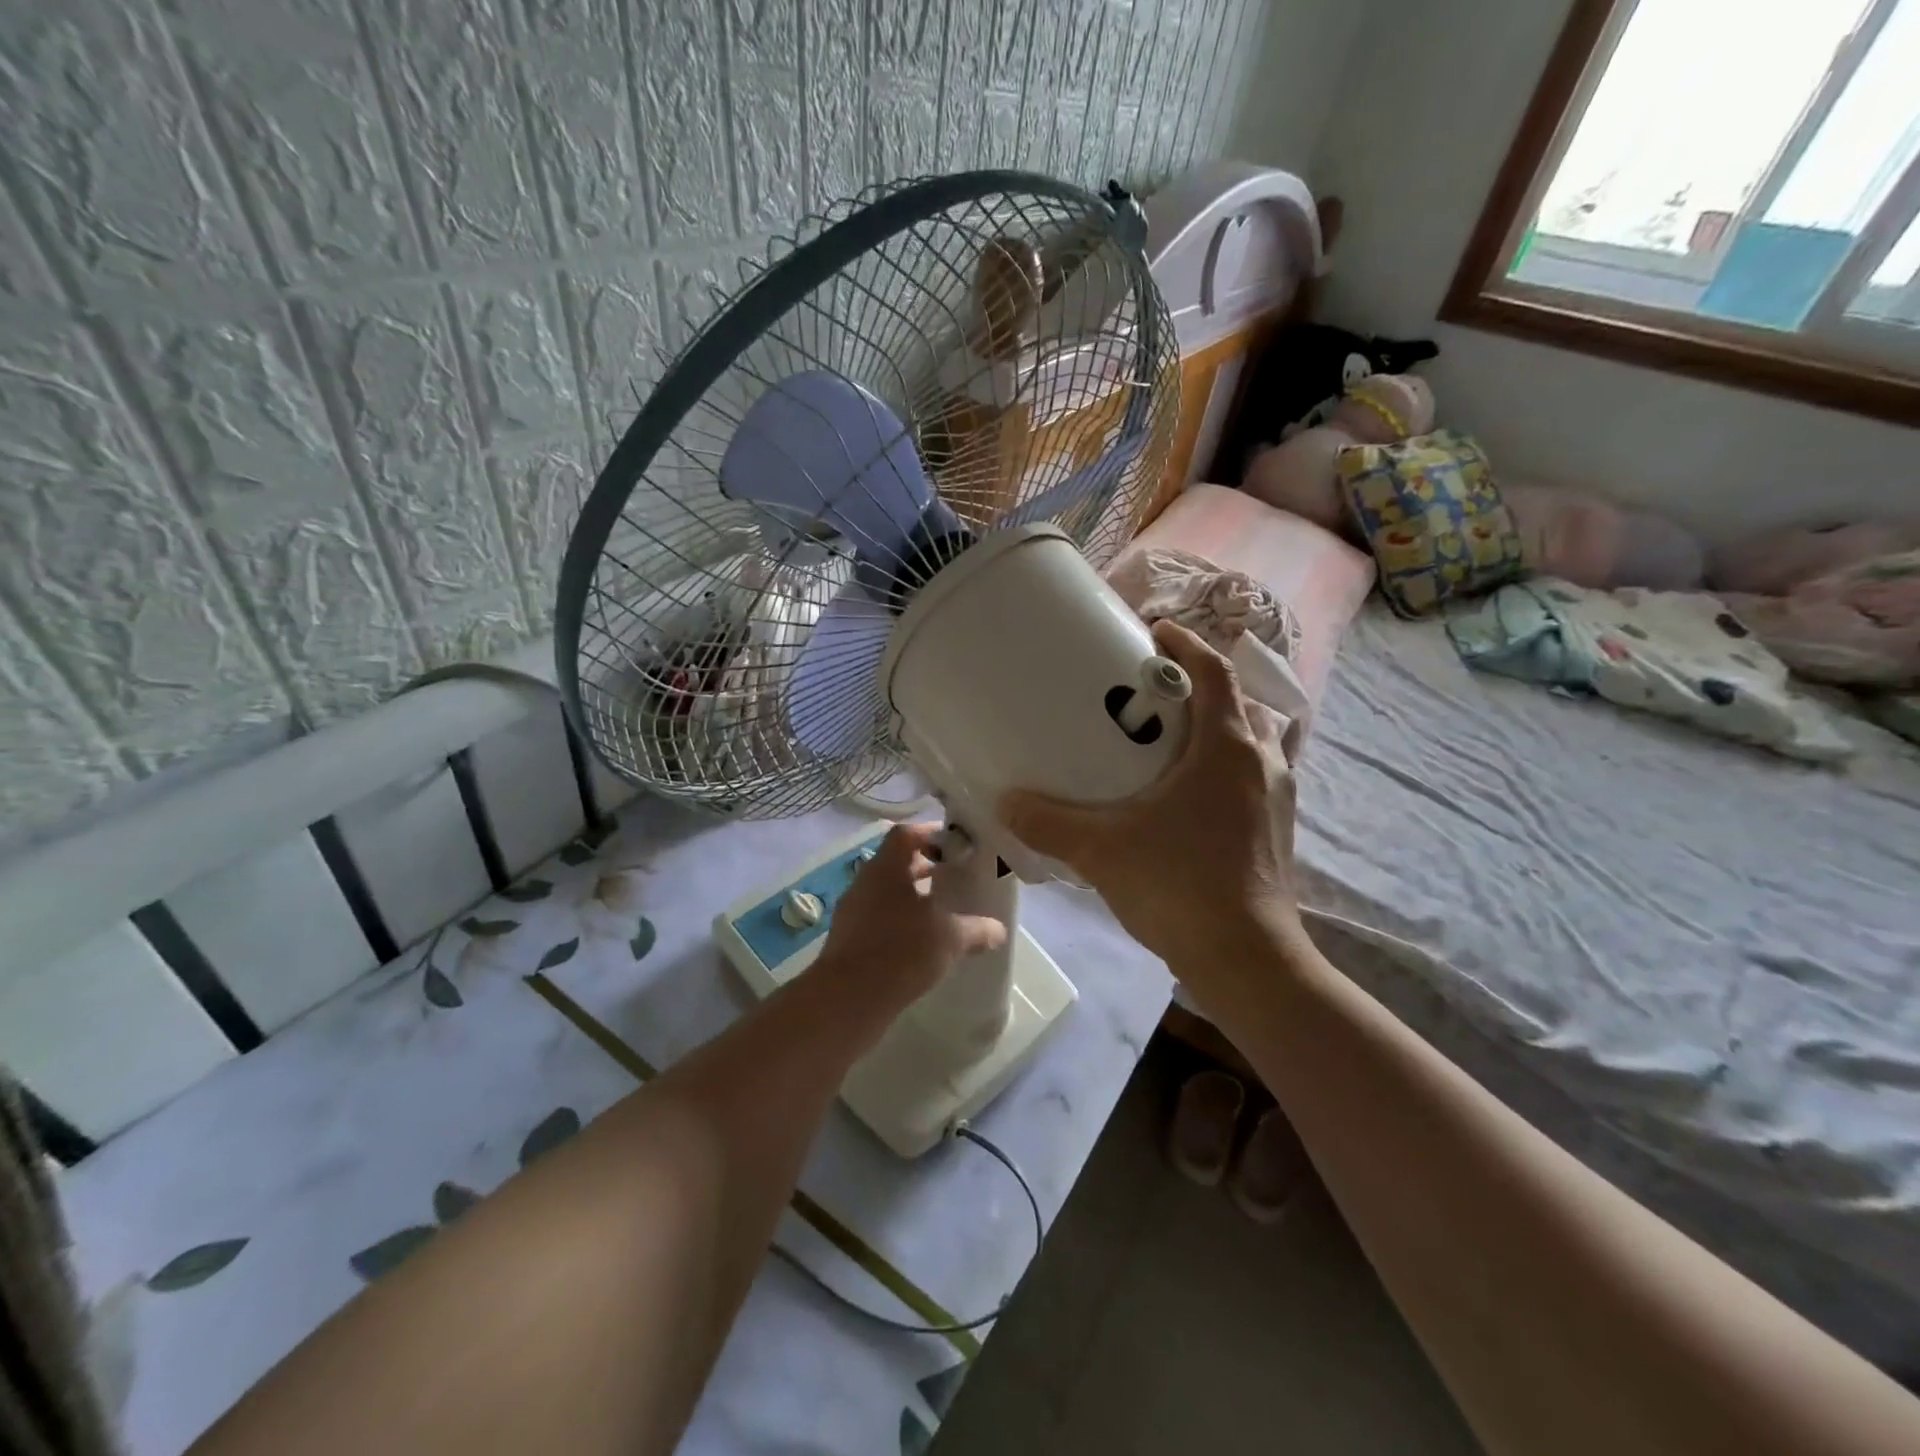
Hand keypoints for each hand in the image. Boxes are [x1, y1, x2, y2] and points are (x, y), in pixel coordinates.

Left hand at [810, 822, 1007, 1018]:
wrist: (848, 998)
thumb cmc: (901, 951)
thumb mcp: (950, 938)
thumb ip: (976, 929)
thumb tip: (998, 930)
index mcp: (886, 868)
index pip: (906, 834)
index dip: (931, 834)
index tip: (955, 846)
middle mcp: (864, 882)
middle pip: (895, 862)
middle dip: (925, 867)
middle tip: (953, 877)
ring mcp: (851, 911)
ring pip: (885, 892)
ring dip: (911, 897)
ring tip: (940, 913)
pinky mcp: (846, 939)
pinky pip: (876, 918)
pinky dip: (898, 922)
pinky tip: (919, 943)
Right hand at [998, 620, 1303, 992]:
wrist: (1246, 959)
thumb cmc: (1179, 886)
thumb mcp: (1101, 849)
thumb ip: (1048, 822)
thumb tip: (1004, 801)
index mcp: (1226, 748)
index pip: (1214, 672)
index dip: (1186, 644)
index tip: (1155, 632)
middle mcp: (1261, 763)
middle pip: (1238, 703)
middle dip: (1200, 687)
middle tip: (1154, 694)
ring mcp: (1276, 799)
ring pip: (1252, 742)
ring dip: (1219, 728)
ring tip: (1172, 739)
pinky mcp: (1275, 831)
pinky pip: (1253, 777)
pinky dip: (1226, 767)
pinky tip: (1188, 796)